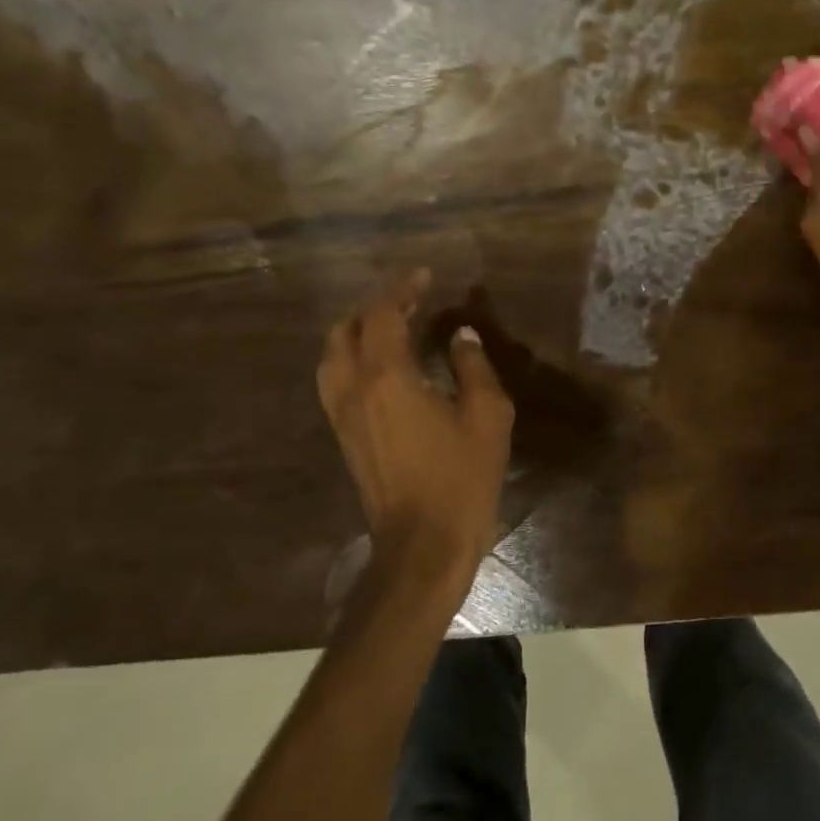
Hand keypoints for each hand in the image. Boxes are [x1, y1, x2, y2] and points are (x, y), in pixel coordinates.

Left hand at [317, 271, 513, 575]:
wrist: (422, 545)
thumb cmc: (461, 478)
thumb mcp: (486, 416)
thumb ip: (472, 367)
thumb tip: (460, 336)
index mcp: (387, 378)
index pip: (383, 314)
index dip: (402, 288)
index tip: (425, 275)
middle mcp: (353, 389)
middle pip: (346, 330)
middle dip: (375, 307)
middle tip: (410, 300)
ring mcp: (342, 415)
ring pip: (333, 356)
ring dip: (357, 331)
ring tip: (392, 327)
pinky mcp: (343, 436)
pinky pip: (336, 380)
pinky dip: (353, 358)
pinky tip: (383, 366)